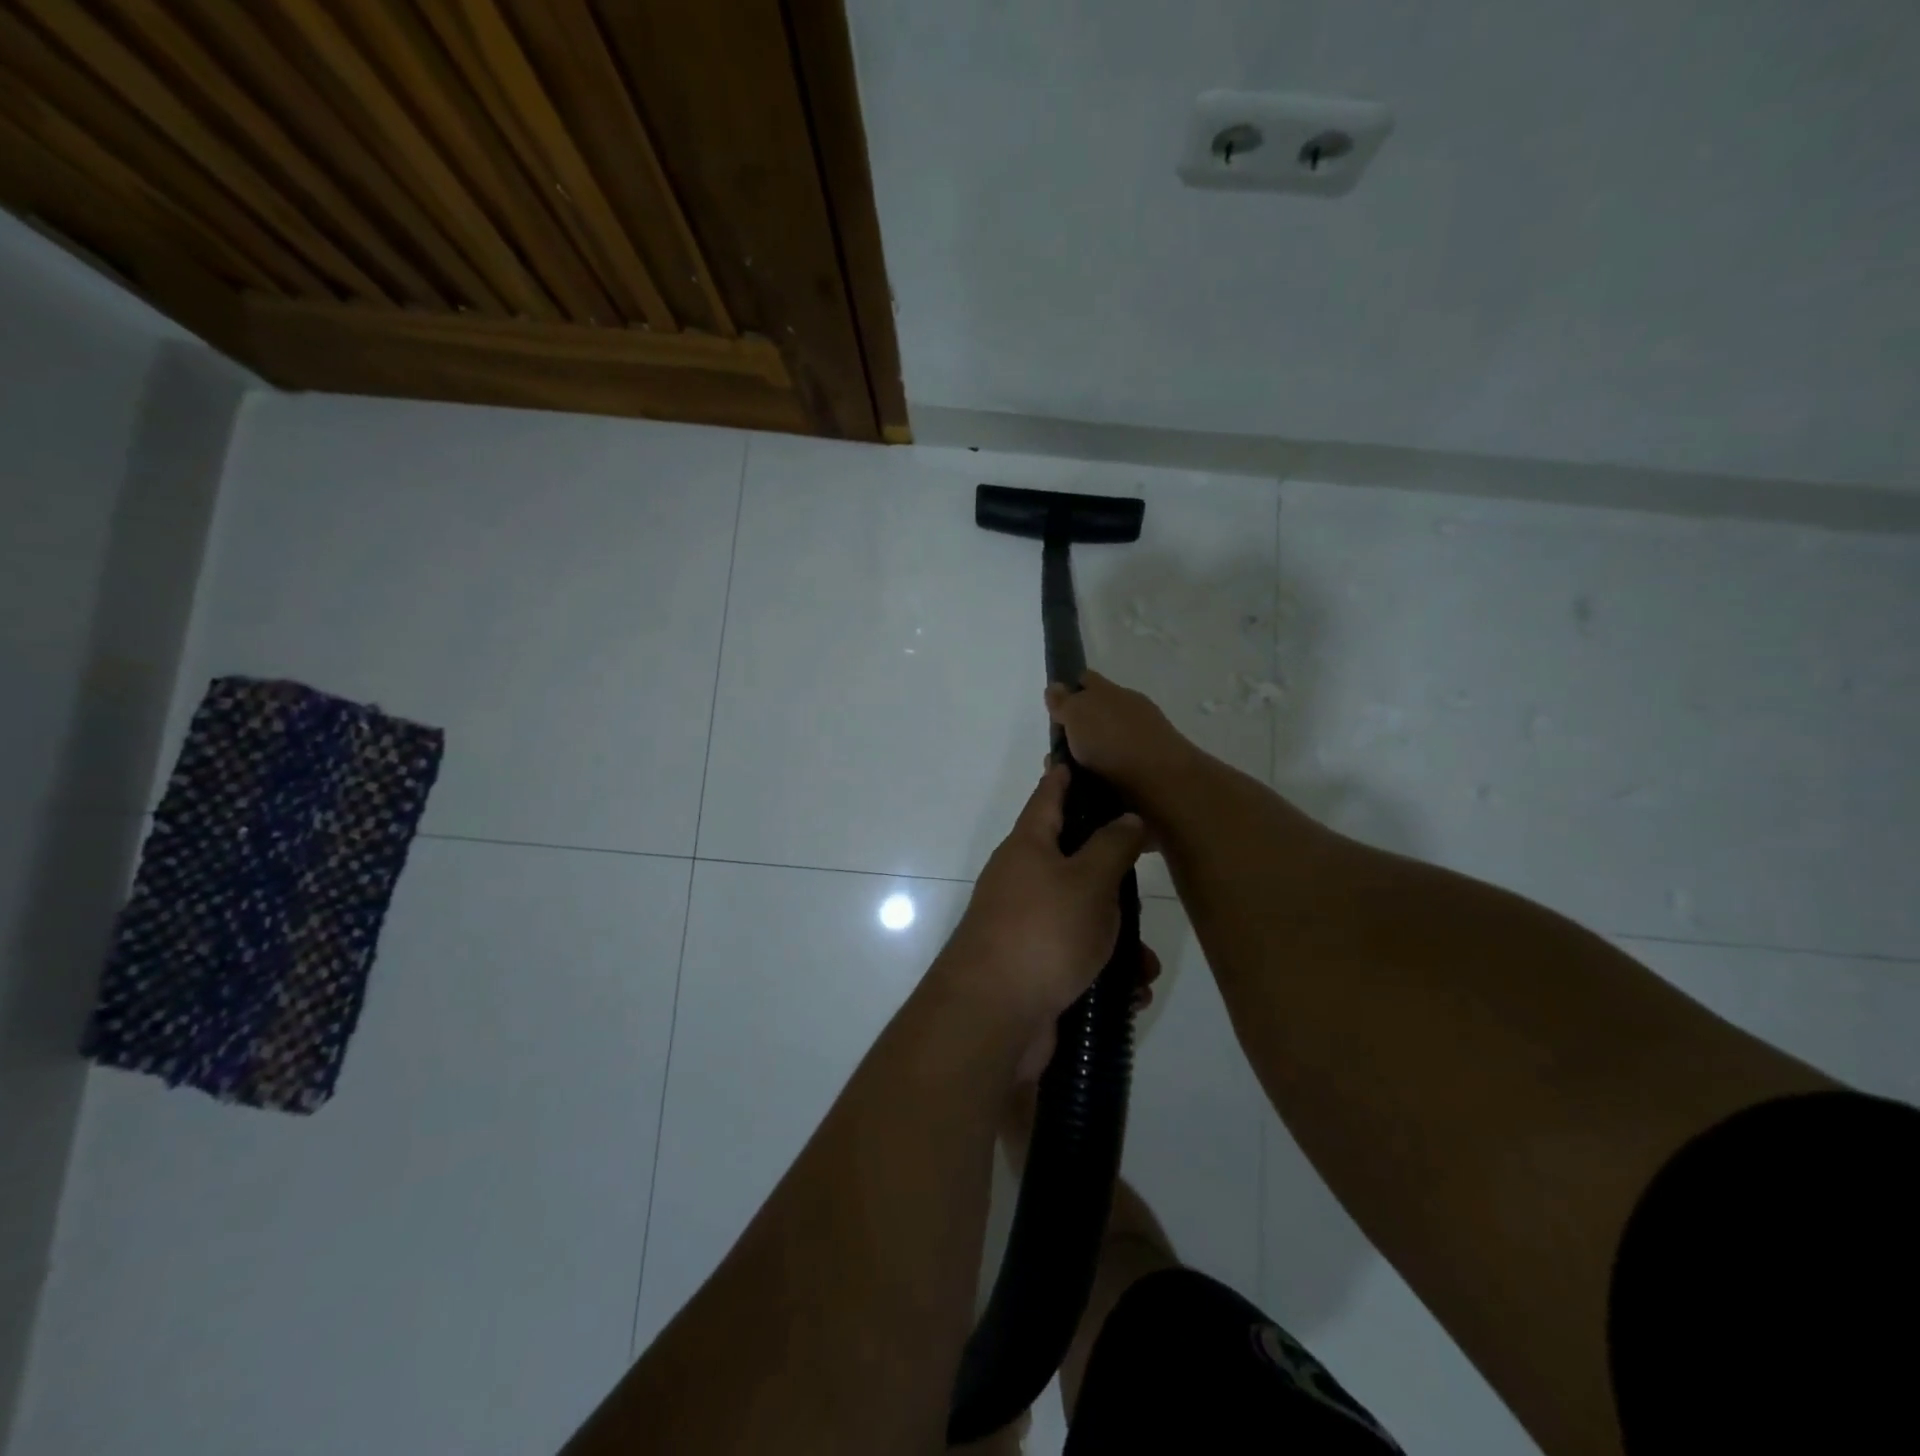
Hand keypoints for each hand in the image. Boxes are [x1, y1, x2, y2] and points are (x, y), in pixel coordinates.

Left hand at [938, 764, 1146, 1062]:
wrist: (993, 1017)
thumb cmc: (1043, 932)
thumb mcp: (1089, 881)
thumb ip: (1113, 845)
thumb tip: (1127, 817)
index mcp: (1028, 846)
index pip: (1048, 795)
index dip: (1067, 774)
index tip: (1081, 756)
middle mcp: (1023, 880)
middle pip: (1072, 858)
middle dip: (1113, 873)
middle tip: (1146, 872)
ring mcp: (1026, 926)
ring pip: (1083, 916)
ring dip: (1118, 938)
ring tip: (1146, 963)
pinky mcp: (1034, 968)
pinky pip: (1079, 958)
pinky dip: (1106, 973)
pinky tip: (1130, 993)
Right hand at [1045, 672, 1193, 795]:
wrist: (1161, 783)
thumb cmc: (1113, 741)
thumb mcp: (1078, 714)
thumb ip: (1064, 701)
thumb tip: (1055, 686)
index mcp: (1113, 692)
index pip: (1087, 681)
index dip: (1070, 690)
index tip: (1055, 710)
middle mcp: (1130, 711)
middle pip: (1097, 714)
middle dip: (1078, 730)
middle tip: (1057, 752)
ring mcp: (1143, 740)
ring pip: (1107, 744)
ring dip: (1090, 756)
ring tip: (1070, 778)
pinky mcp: (1148, 770)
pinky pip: (1117, 768)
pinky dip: (1103, 776)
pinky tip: (1090, 789)